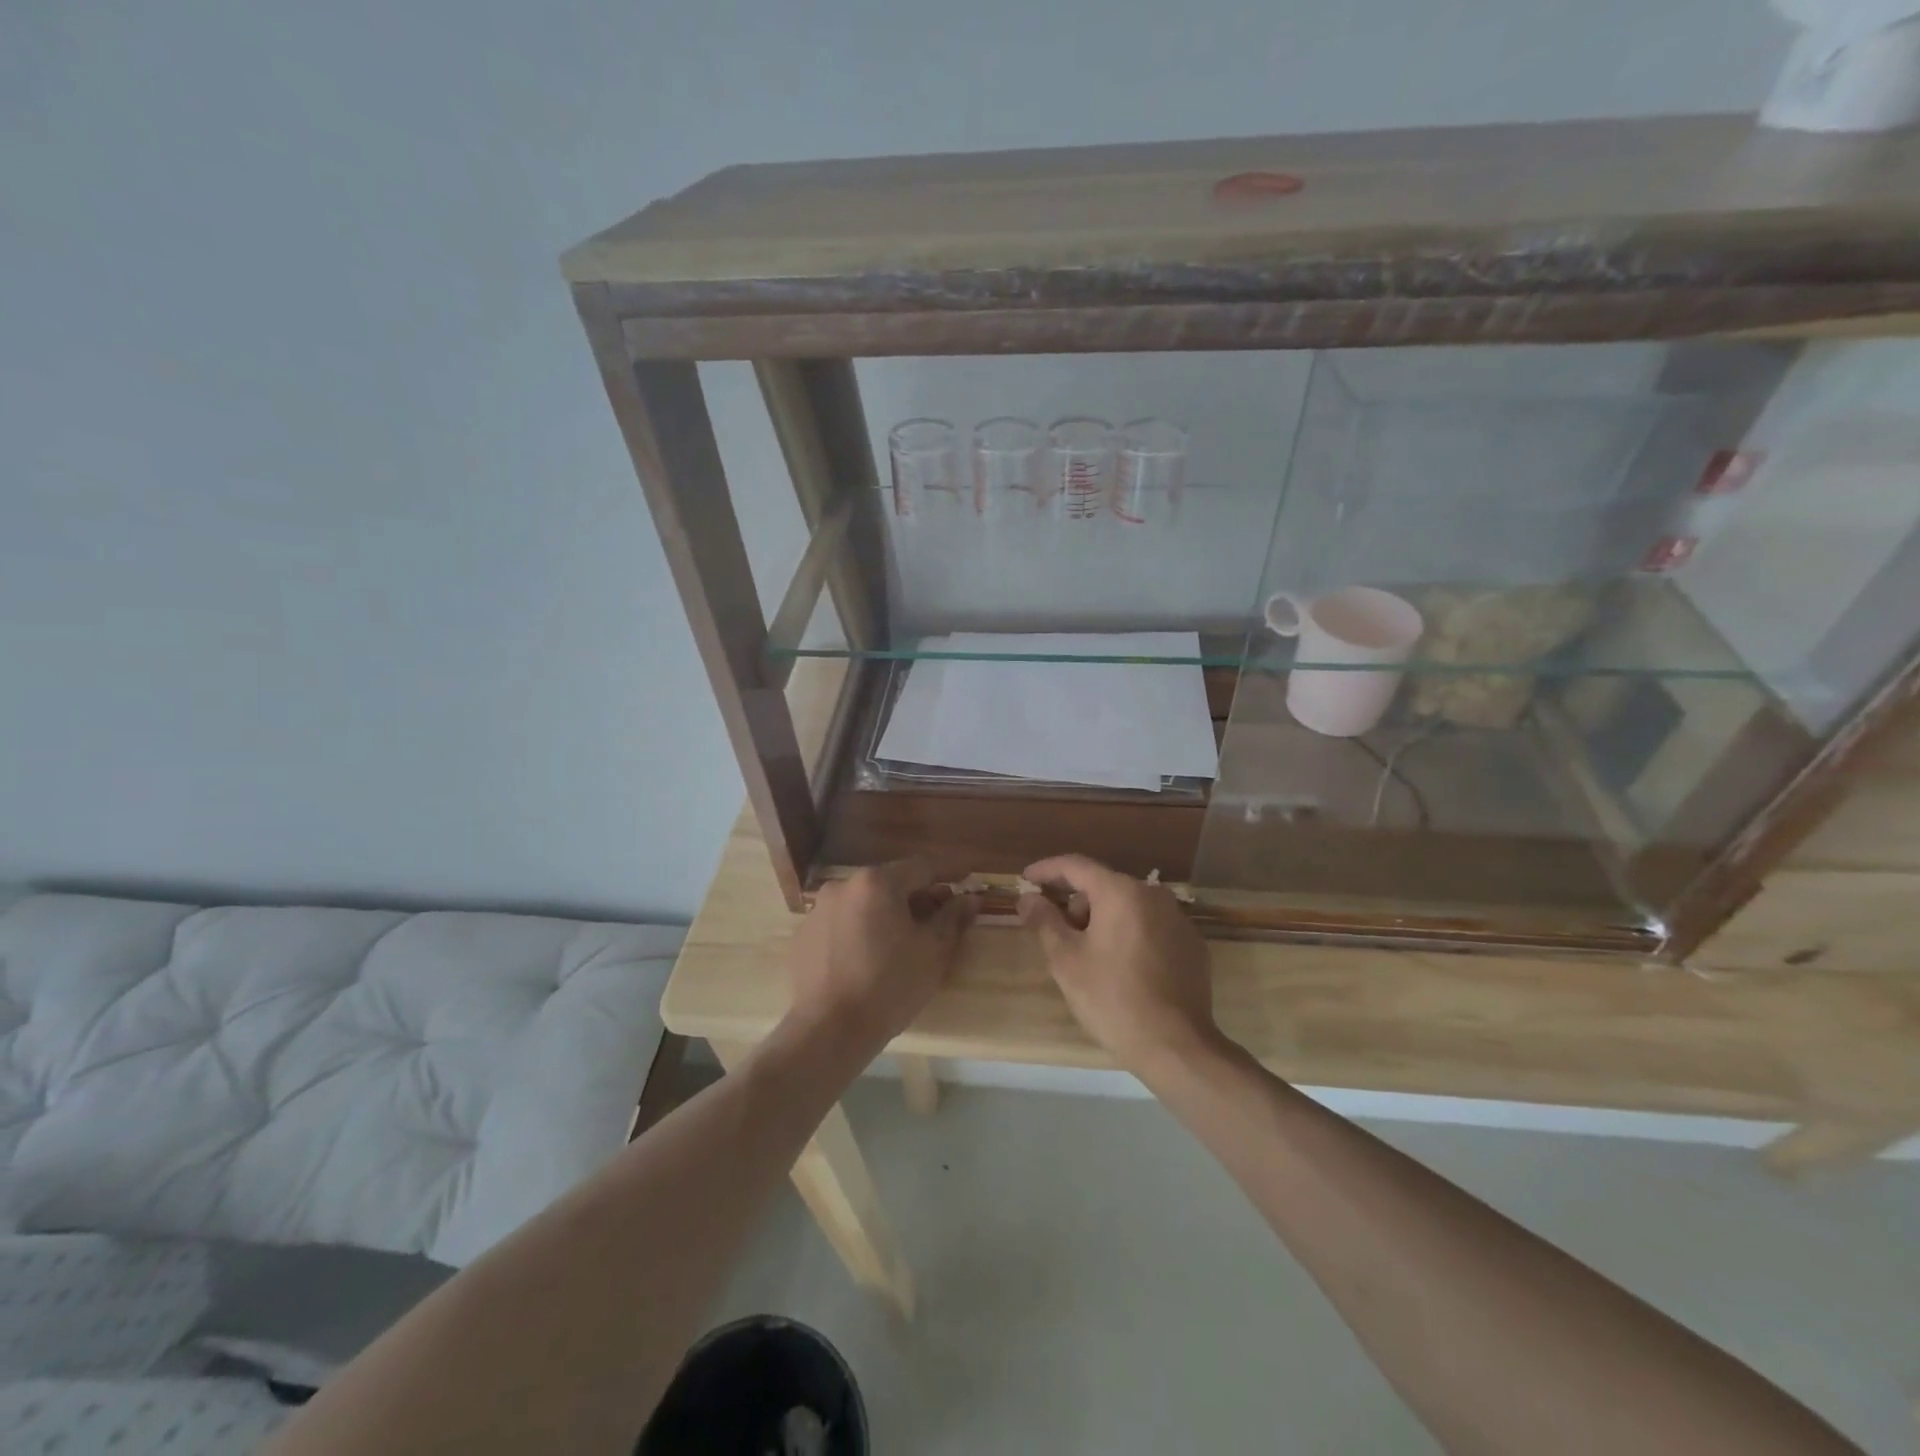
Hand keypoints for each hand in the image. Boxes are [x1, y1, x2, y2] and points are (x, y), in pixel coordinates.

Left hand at [787, 859, 974, 1050]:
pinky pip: (841, 924)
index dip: (948, 877)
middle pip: (891, 883)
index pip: (923, 867)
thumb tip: (970, 897)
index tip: (964, 889)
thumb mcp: (933, 952)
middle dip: (916, 898)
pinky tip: (867, 962)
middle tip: (936, 924)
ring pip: (864, 903)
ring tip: (900, 946)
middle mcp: (843, 885)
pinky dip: (859, 932)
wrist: (828, 1031)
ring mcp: (818, 910)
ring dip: (886, 915)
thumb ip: (953, 918)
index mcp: (877, 882)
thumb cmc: (889, 987)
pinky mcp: (803, 936)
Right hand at [1018, 855, 1220, 1075]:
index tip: (1026, 879)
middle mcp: (1154, 895)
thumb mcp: (1066, 960)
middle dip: (1076, 904)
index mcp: (1121, 892)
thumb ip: (1044, 921)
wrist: (1176, 1046)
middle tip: (1056, 935)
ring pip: (1128, 907)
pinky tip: (1122, 969)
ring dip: (1103, 921)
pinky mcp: (1192, 945)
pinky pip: (1151, 927)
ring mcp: (1178, 919)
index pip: (1076, 866)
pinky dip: (1130, 935)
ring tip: (1089, 957)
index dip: (1047, 870)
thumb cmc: (1112, 998)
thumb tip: (1027, 898)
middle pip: (1103, 887)